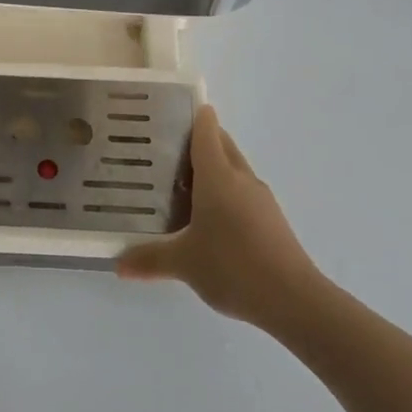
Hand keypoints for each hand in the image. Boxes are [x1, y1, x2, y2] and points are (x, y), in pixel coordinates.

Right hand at [116, 105, 321, 326]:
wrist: (293, 300)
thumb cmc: (233, 266)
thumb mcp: (183, 263)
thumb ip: (149, 259)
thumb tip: (118, 264)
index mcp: (218, 177)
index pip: (206, 132)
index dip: (192, 116)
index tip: (170, 111)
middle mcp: (241, 179)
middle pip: (221, 145)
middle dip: (199, 140)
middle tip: (164, 148)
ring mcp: (260, 199)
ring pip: (233, 169)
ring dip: (212, 168)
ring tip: (179, 182)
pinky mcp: (270, 220)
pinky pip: (242, 192)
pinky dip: (223, 192)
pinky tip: (206, 217)